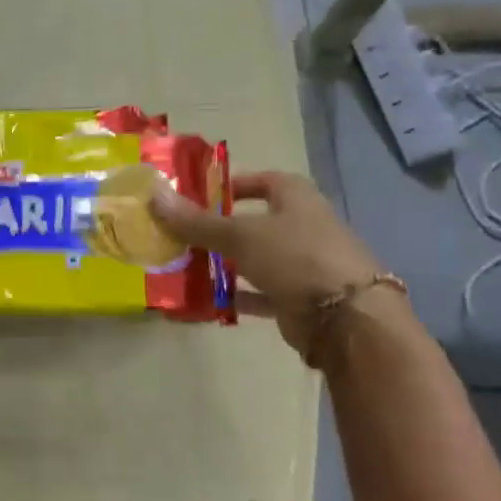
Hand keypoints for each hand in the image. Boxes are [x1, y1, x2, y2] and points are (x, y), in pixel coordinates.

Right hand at [151, 171, 386, 359]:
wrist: (346, 319)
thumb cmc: (296, 258)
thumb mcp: (240, 235)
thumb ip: (196, 221)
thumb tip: (154, 194)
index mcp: (297, 199)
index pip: (265, 181)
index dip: (235, 185)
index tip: (202, 195)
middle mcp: (303, 227)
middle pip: (257, 222)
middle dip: (222, 228)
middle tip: (183, 233)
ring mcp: (304, 265)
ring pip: (257, 259)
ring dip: (227, 263)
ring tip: (186, 266)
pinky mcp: (299, 299)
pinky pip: (260, 293)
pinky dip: (236, 296)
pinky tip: (206, 300)